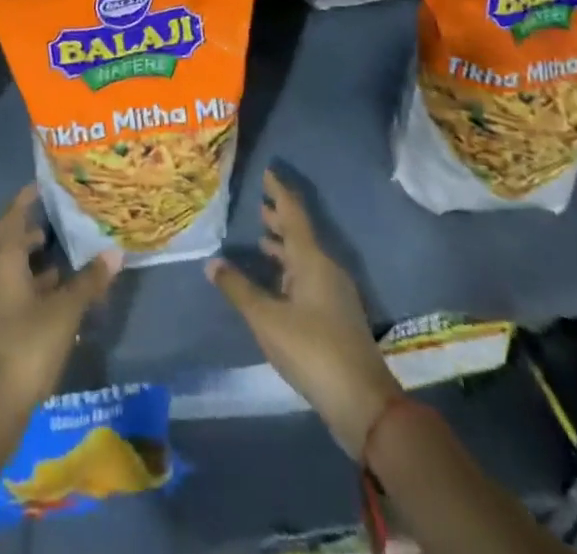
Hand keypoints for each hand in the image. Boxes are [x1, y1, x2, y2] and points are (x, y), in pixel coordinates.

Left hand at [0, 186, 120, 427]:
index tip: (39, 186)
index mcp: (1, 263)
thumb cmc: (26, 349)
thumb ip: (88, 282)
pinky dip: (24, 294)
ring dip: (30, 271)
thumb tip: (113, 253)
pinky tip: (45, 310)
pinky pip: (4, 300)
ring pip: (7, 277)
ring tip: (60, 273)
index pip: (12, 219)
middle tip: (57, 231)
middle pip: (9, 248)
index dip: (25, 201)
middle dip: (32, 239)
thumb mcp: (64, 313)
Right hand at [207, 170, 402, 458]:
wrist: (364, 403)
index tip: (267, 172)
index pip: (292, 214)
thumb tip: (212, 262)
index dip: (278, 192)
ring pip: (305, 258)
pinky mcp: (336, 316)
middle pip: (300, 234)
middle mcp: (326, 269)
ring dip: (284, 246)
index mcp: (312, 260)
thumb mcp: (267, 320)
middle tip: (258, 204)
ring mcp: (334, 293)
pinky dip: (290, 270)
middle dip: (279, 219)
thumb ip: (239, 289)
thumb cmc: (313, 350)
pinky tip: (277, 283)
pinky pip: (309, 278)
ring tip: (262, 239)